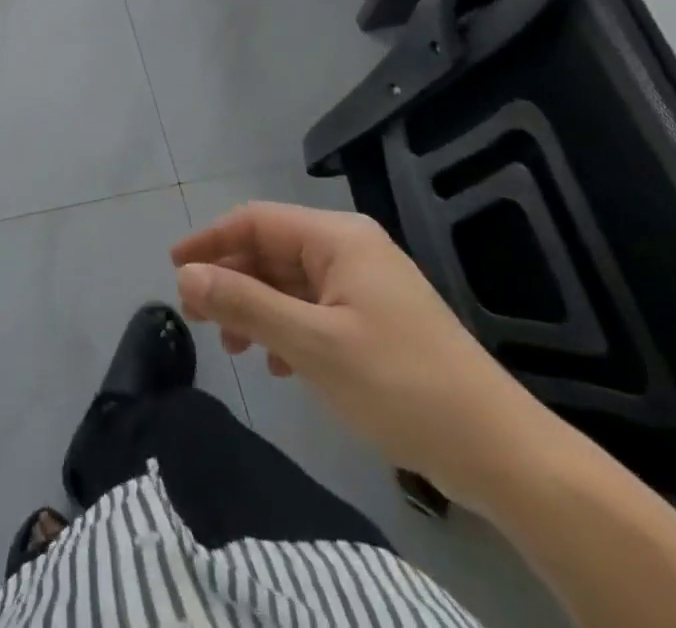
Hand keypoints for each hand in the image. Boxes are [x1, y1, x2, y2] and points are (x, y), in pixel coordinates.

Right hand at [172, 203, 558, 511]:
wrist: (502, 454)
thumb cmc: (400, 385)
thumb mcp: (311, 345)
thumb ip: (244, 304)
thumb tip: (185, 277)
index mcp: (337, 238)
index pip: (255, 220)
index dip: (210, 240)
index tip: (174, 268)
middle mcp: (350, 249)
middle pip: (271, 250)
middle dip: (231, 280)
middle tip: (197, 317)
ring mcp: (366, 285)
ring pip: (290, 282)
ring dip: (255, 308)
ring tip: (233, 347)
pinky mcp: (378, 320)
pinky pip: (314, 309)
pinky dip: (286, 329)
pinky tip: (278, 365)